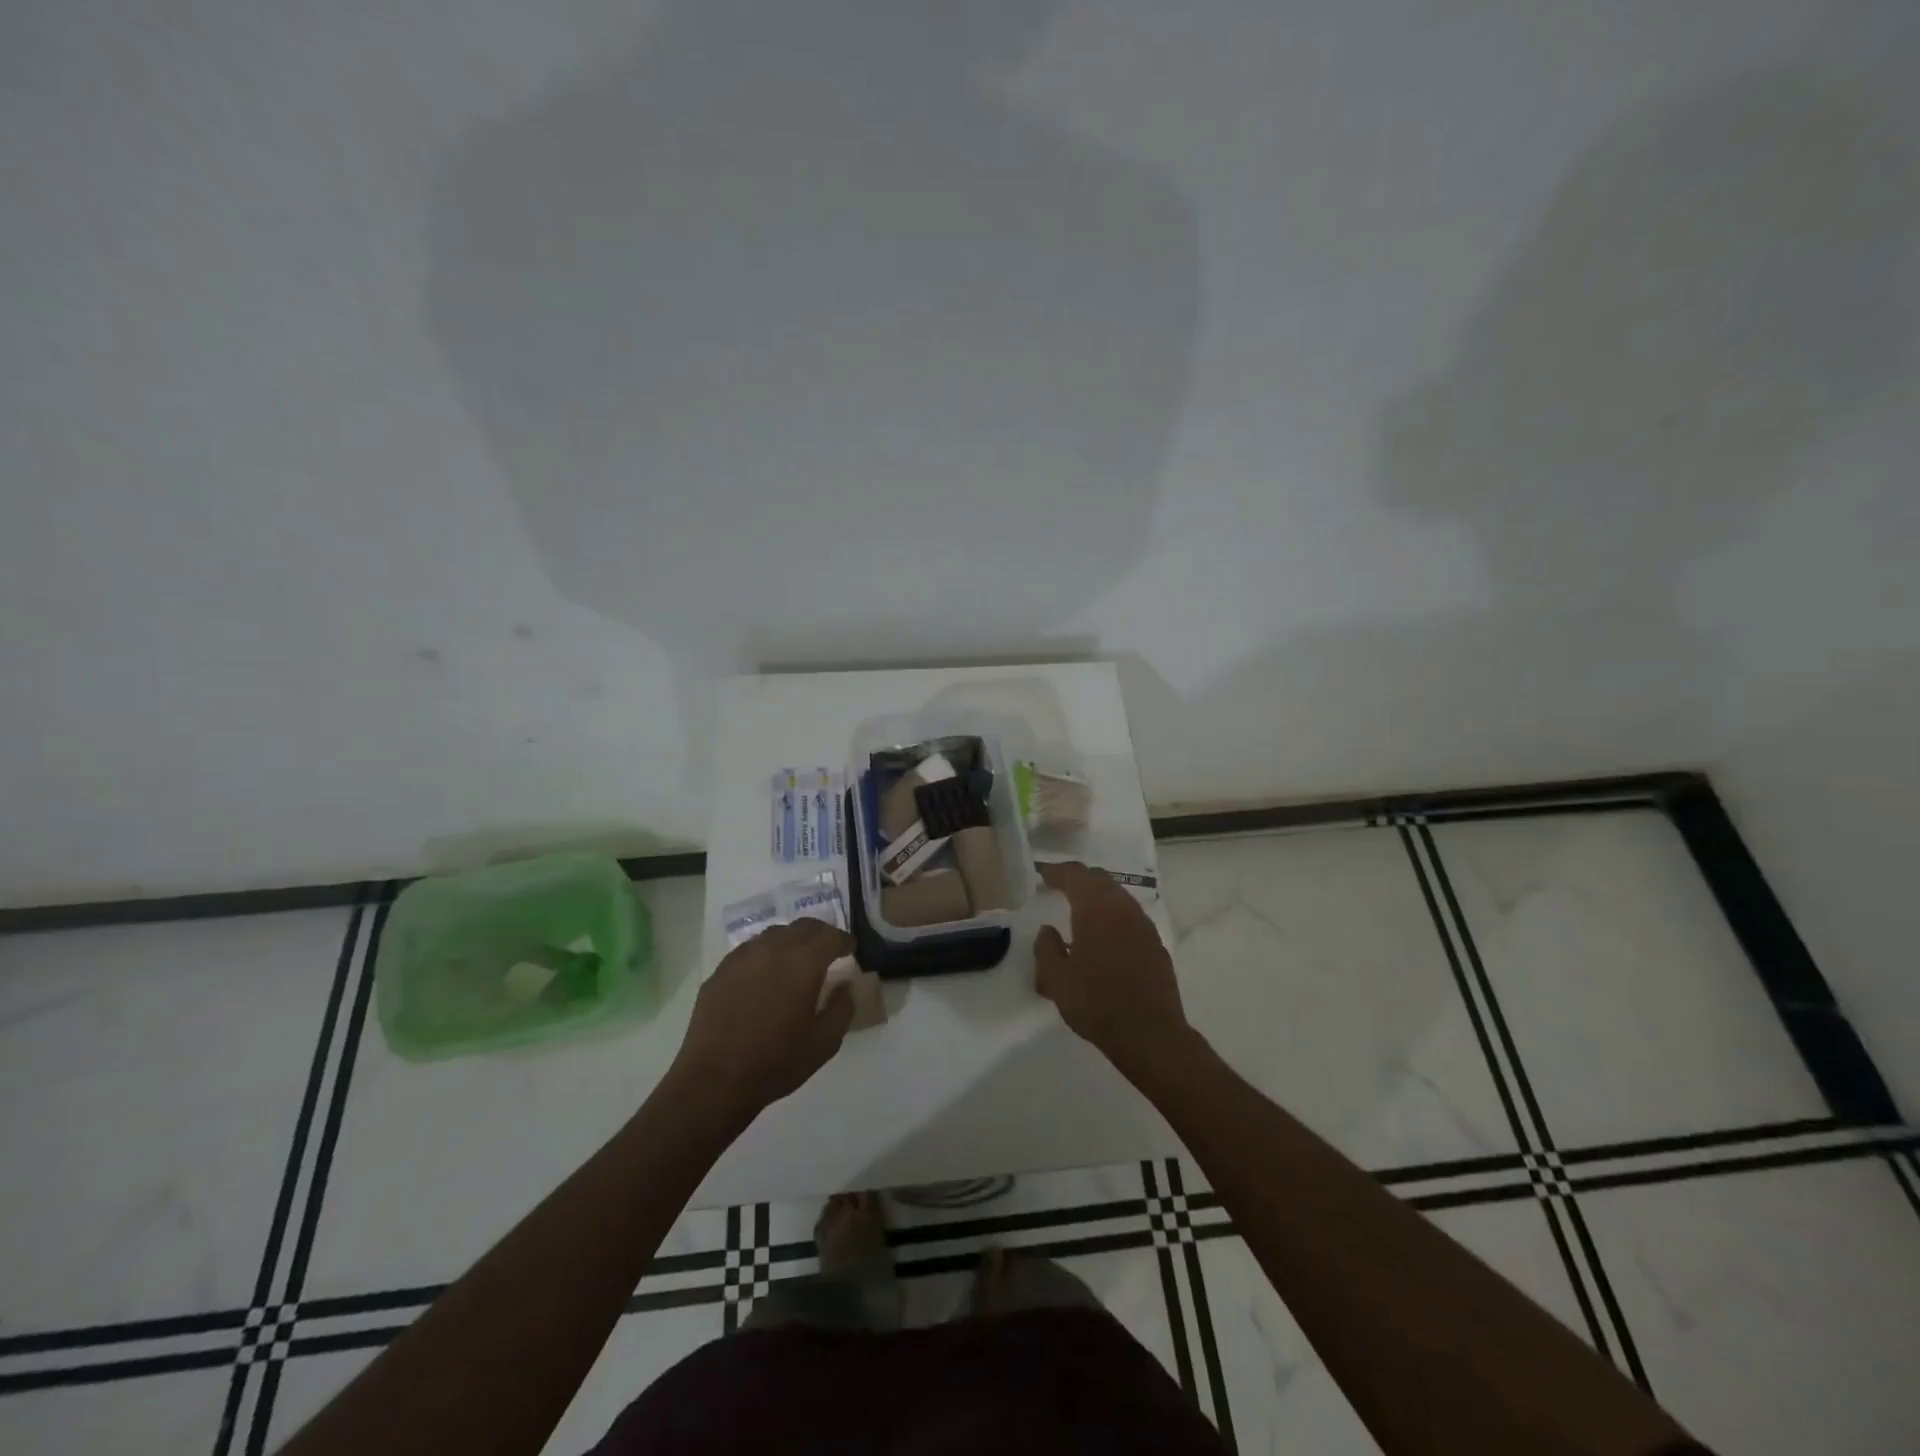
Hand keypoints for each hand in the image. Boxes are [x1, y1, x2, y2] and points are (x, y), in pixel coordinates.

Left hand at [673, 919, 855, 1113]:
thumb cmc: (777, 1061)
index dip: (844, 941)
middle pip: (803, 926)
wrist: (715, 1080)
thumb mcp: (825, 1042)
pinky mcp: (720, 970)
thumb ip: (843, 1007)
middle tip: (827, 950)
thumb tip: (845, 986)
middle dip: (820, 934)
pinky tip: (764, 977)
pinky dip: (765, 955)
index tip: (850, 950)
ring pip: (774, 934)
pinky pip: (750, 951)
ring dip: (791, 941)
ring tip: (795, 961)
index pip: (831, 936)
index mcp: (804, 962)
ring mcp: (743, 956)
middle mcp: (774, 948)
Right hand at [1034, 862, 1190, 1075]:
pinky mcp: (1155, 943)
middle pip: (1099, 879)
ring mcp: (1143, 925)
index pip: (1074, 875)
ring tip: (1079, 907)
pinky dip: (1112, 913)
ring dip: (1097, 894)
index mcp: (1095, 910)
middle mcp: (1122, 908)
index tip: (1041, 875)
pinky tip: (1104, 933)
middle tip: (1058, 885)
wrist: (1150, 1034)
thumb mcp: (1057, 980)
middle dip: (1077, 878)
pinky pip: (1130, 915)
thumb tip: (1047, 930)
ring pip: (1117, 895)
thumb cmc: (1097, 1004)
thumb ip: (1046, 948)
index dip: (1056, 871)